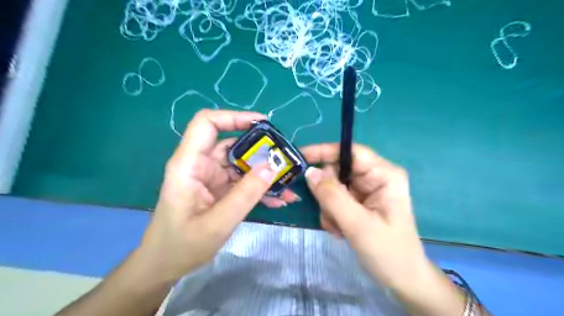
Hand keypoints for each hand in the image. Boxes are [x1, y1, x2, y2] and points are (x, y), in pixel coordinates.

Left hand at [138, 110, 296, 282]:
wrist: (165, 265)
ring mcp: (211, 177)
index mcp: (189, 164)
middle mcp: (201, 165)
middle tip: (285, 159)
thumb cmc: (181, 245)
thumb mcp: (217, 223)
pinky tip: (279, 200)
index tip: (263, 124)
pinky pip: (243, 181)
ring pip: (242, 164)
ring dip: (264, 173)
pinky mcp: (219, 189)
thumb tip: (272, 167)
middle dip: (261, 150)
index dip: (234, 117)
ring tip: (288, 185)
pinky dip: (260, 188)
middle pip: (232, 143)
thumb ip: (245, 195)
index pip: (207, 124)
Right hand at [302, 143, 429, 291]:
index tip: (301, 157)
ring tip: (338, 228)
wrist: (401, 280)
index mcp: (384, 175)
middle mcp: (375, 178)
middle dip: (327, 192)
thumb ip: (332, 196)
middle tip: (327, 213)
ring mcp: (366, 191)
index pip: (351, 152)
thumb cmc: (388, 252)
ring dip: (329, 207)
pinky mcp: (359, 203)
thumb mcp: (357, 224)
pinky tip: (340, 231)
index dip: (325, 151)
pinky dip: (331, 214)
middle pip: (338, 171)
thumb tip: (309, 172)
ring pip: (333, 187)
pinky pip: (335, 200)